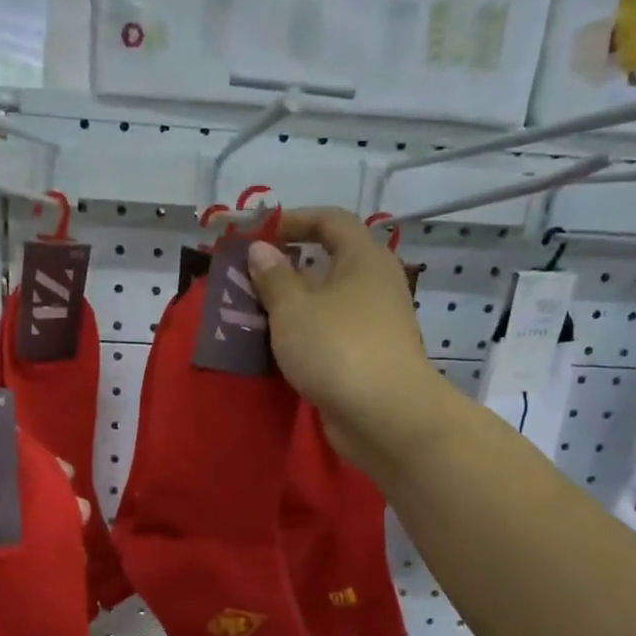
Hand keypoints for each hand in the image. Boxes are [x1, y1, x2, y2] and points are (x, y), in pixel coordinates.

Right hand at [247, 208, 450, 479]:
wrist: (385, 415)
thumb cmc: (337, 348)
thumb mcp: (293, 309)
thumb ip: (273, 277)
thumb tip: (261, 249)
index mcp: (363, 258)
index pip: (331, 220)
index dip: (295, 220)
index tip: (260, 235)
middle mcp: (375, 284)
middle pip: (329, 263)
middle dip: (288, 270)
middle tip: (250, 281)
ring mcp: (375, 324)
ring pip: (328, 304)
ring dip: (293, 307)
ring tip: (254, 317)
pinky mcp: (368, 358)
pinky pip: (331, 335)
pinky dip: (305, 336)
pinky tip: (277, 350)